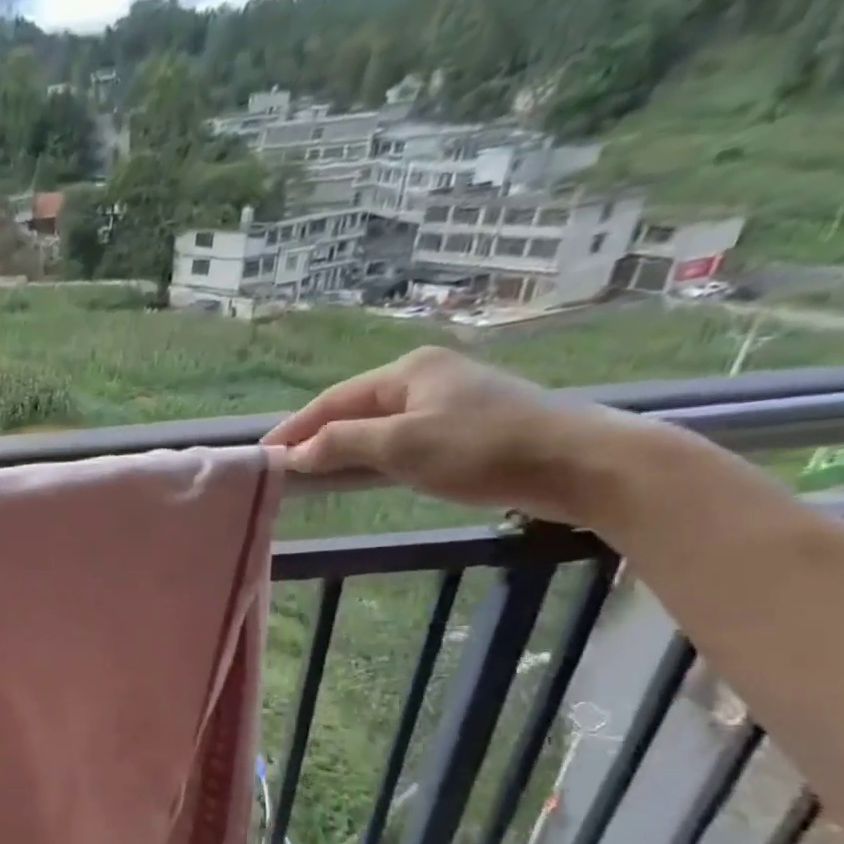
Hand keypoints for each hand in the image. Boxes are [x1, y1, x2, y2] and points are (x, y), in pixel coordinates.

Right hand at [260, 346, 642, 524]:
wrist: (581, 464)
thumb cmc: (482, 448)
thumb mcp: (401, 445)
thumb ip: (342, 444)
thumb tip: (296, 454)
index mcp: (408, 370)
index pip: (333, 399)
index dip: (295, 428)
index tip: (263, 454)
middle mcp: (427, 376)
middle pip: (355, 408)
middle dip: (317, 436)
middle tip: (284, 466)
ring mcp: (451, 400)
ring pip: (380, 423)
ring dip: (345, 447)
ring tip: (314, 472)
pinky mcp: (470, 427)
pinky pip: (404, 437)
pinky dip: (375, 454)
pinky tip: (366, 472)